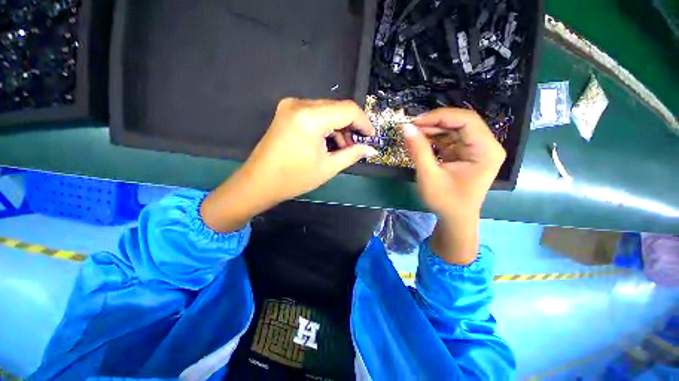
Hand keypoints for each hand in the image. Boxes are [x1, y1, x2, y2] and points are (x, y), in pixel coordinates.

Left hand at [201, 98, 376, 231]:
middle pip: (337, 108)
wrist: (259, 183)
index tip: (372, 137)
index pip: (348, 109)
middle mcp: (300, 104)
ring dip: (339, 128)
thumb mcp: (328, 167)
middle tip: (358, 146)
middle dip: (351, 127)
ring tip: (344, 148)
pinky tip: (330, 142)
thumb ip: (352, 154)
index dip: (364, 123)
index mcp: (311, 117)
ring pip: (327, 111)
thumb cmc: (294, 179)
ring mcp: (291, 106)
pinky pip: (315, 114)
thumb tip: (371, 150)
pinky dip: (326, 126)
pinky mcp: (287, 112)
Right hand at [403, 108, 505, 263]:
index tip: (415, 122)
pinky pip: (449, 139)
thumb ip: (418, 150)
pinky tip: (419, 142)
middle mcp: (485, 146)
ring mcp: (476, 149)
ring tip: (412, 135)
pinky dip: (433, 139)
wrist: (455, 218)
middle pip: (460, 123)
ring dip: (432, 130)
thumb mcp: (429, 176)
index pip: (466, 121)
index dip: (439, 117)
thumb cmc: (445, 201)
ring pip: (453, 129)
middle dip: (434, 123)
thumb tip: (405, 127)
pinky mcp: (465, 153)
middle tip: (411, 127)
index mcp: (486, 151)